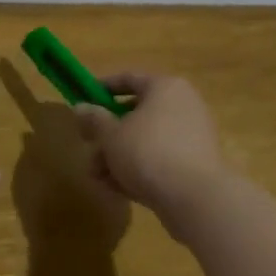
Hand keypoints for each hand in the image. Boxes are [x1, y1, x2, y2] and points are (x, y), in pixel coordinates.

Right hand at [74, 73, 229, 237]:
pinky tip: (119, 188)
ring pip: (146, 140)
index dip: (103, 88)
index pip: (130, 79)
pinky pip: (160, 158)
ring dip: (118, 157)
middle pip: (136, 114)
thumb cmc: (147, 152)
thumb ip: (94, 119)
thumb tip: (80, 107)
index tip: (84, 100)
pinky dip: (139, 169)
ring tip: (98, 177)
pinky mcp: (195, 163)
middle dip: (108, 135)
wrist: (194, 196)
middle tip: (89, 148)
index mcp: (165, 88)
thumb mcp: (111, 135)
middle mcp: (183, 105)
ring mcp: (192, 135)